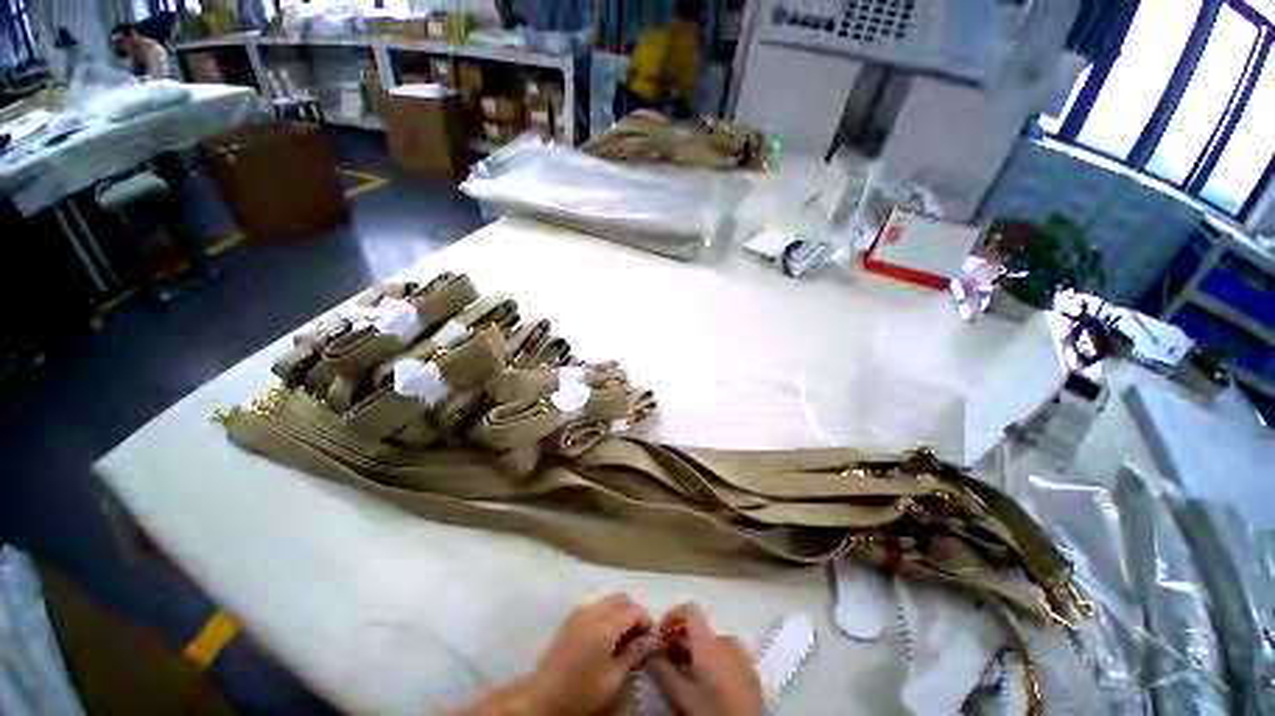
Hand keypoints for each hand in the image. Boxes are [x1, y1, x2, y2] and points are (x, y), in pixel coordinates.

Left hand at [472, 593, 652, 715]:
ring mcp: (580, 610)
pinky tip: (607, 632)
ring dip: (621, 610)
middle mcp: (593, 611)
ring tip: (624, 633)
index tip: (650, 635)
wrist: (542, 694)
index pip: (634, 610)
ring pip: (609, 599)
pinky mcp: (572, 616)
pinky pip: (597, 604)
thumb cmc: (580, 692)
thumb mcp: (612, 681)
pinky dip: (608, 611)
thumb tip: (639, 642)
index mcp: (605, 626)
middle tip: (639, 633)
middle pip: (622, 599)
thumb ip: (630, 656)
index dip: (646, 619)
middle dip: (634, 611)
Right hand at [648, 604, 763, 715]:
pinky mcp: (750, 670)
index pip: (690, 611)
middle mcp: (726, 641)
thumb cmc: (712, 712)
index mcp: (710, 643)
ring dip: (694, 649)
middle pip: (699, 629)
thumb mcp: (682, 696)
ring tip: (683, 670)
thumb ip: (662, 671)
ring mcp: (742, 655)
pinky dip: (711, 657)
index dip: (673, 615)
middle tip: (664, 657)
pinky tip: (705, 679)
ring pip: (711, 642)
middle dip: (679, 639)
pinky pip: (726, 653)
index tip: (660, 632)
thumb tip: (648, 652)